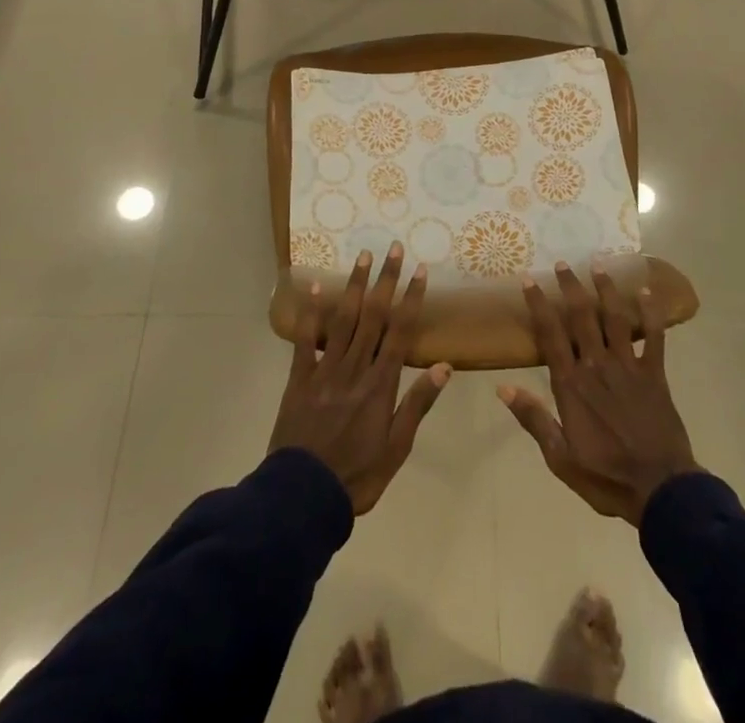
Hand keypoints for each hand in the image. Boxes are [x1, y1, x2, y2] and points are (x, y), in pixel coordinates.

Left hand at [268, 243, 451, 514]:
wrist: (302, 497)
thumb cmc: (357, 476)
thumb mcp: (397, 448)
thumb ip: (418, 404)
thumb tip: (444, 366)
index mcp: (381, 384)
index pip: (401, 331)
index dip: (411, 298)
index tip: (420, 270)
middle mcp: (356, 368)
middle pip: (374, 316)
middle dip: (386, 280)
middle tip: (394, 248)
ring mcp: (326, 370)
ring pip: (344, 319)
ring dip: (356, 285)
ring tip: (364, 256)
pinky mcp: (300, 378)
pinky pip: (306, 340)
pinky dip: (311, 312)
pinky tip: (316, 286)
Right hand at [500, 262, 698, 525]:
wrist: (660, 490)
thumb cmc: (606, 477)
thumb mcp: (560, 457)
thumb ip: (533, 419)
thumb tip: (503, 388)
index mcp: (572, 384)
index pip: (550, 335)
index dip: (539, 305)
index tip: (529, 280)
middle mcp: (597, 365)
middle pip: (581, 317)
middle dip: (570, 287)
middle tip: (562, 263)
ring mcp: (628, 366)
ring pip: (615, 318)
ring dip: (606, 289)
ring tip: (598, 264)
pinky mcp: (654, 374)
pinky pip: (654, 336)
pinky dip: (651, 313)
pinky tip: (647, 291)